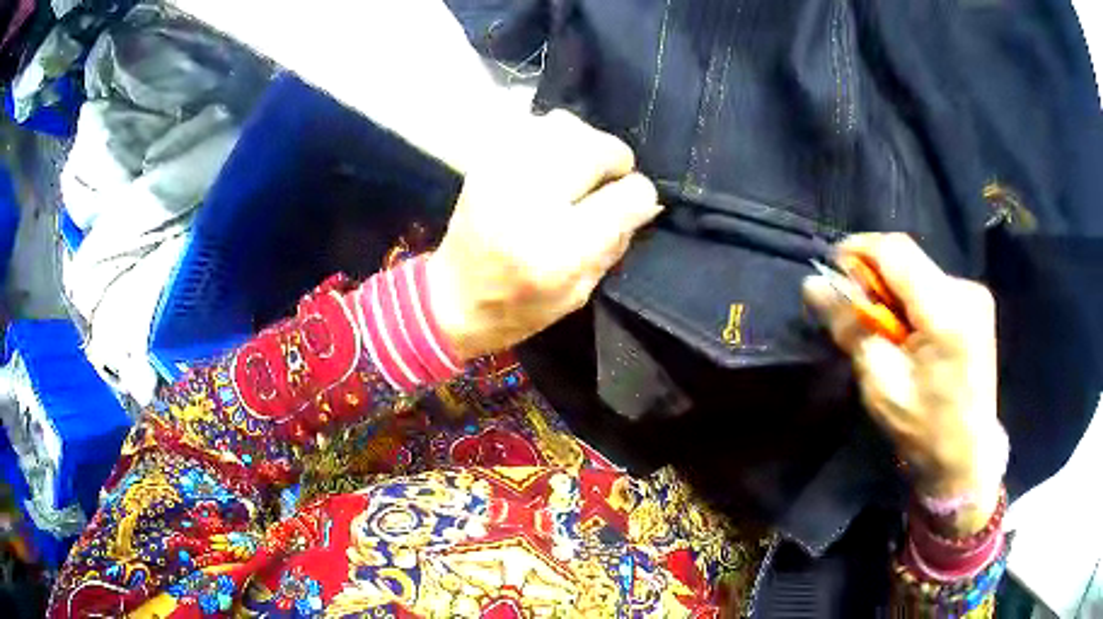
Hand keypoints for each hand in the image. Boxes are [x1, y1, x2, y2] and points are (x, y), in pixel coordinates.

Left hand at [427, 109, 661, 359]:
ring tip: (577, 171)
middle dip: (614, 162)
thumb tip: (643, 200)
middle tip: (605, 182)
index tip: (632, 205)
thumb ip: (616, 241)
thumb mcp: (579, 293)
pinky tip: (549, 164)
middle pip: (598, 147)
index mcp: (558, 247)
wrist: (450, 298)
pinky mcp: (484, 160)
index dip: (639, 197)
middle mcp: (529, 201)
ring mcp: (501, 173)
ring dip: (583, 144)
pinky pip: (534, 124)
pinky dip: (552, 138)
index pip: (628, 195)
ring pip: (566, 125)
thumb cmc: (518, 308)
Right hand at [803, 233, 1007, 534]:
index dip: (858, 251)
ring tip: (885, 332)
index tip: (832, 271)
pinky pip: (934, 286)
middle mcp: (966, 291)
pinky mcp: (978, 305)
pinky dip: (913, 301)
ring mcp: (976, 296)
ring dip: (894, 292)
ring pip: (919, 272)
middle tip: (856, 314)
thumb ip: (852, 327)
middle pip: (908, 260)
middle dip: (875, 278)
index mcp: (946, 312)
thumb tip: (814, 285)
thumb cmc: (923, 431)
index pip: (895, 251)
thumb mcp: (880, 383)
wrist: (967, 459)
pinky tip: (910, 334)